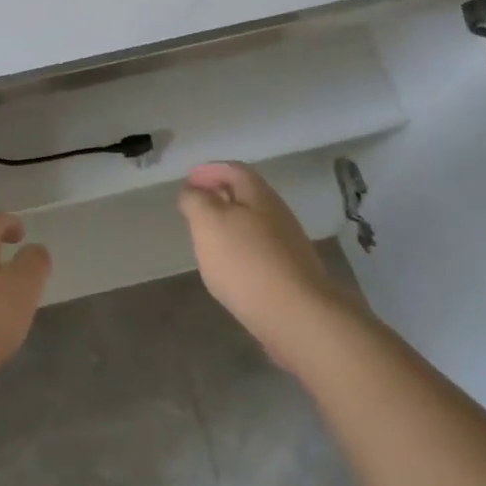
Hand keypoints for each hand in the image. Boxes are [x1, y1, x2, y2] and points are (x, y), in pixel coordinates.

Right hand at [178, 162, 363, 368]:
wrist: (297, 315)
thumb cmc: (246, 261)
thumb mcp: (209, 222)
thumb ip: (196, 201)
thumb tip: (192, 191)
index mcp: (258, 194)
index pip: (232, 170)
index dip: (209, 170)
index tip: (188, 179)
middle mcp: (276, 213)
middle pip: (245, 195)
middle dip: (218, 195)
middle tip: (193, 205)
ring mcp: (286, 244)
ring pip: (252, 223)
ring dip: (228, 223)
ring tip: (205, 236)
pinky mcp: (288, 272)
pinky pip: (258, 249)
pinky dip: (238, 248)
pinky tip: (227, 266)